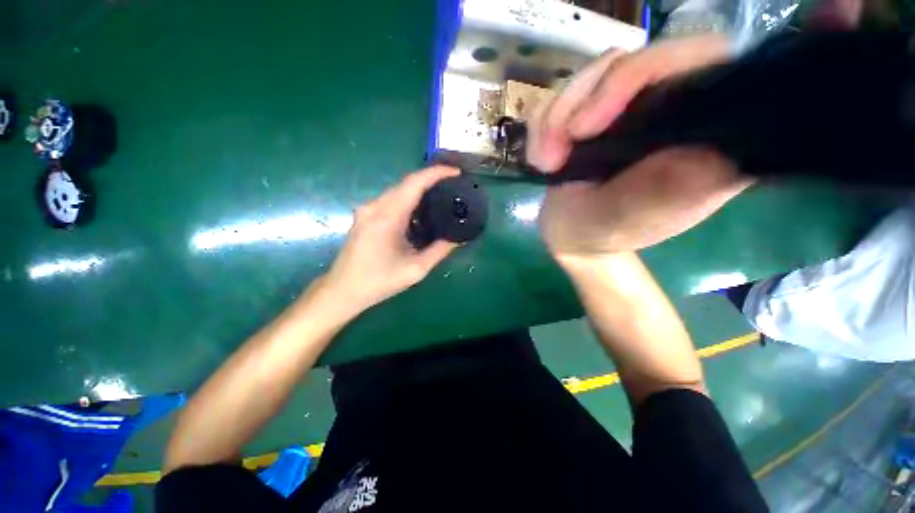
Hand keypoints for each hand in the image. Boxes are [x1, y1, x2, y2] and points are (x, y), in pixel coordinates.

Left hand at [319, 165, 460, 316]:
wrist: (343, 291)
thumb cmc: (379, 281)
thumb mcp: (416, 269)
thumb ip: (440, 251)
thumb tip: (459, 238)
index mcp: (387, 216)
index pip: (414, 183)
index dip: (436, 173)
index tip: (456, 172)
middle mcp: (375, 206)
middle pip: (406, 183)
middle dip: (431, 180)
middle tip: (453, 186)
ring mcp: (367, 210)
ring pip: (398, 191)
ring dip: (419, 190)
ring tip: (441, 197)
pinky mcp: (365, 216)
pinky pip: (390, 200)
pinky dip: (408, 200)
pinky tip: (420, 212)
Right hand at [527, 35, 752, 259]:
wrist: (573, 234)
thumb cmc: (607, 233)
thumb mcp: (633, 218)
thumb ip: (667, 189)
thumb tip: (714, 152)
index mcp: (703, 128)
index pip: (700, 59)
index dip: (643, 73)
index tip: (588, 127)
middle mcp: (671, 104)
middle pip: (632, 59)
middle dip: (580, 104)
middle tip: (554, 157)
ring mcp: (628, 104)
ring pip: (592, 74)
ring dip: (554, 120)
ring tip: (546, 163)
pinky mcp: (594, 109)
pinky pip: (563, 93)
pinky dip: (542, 126)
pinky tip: (540, 158)